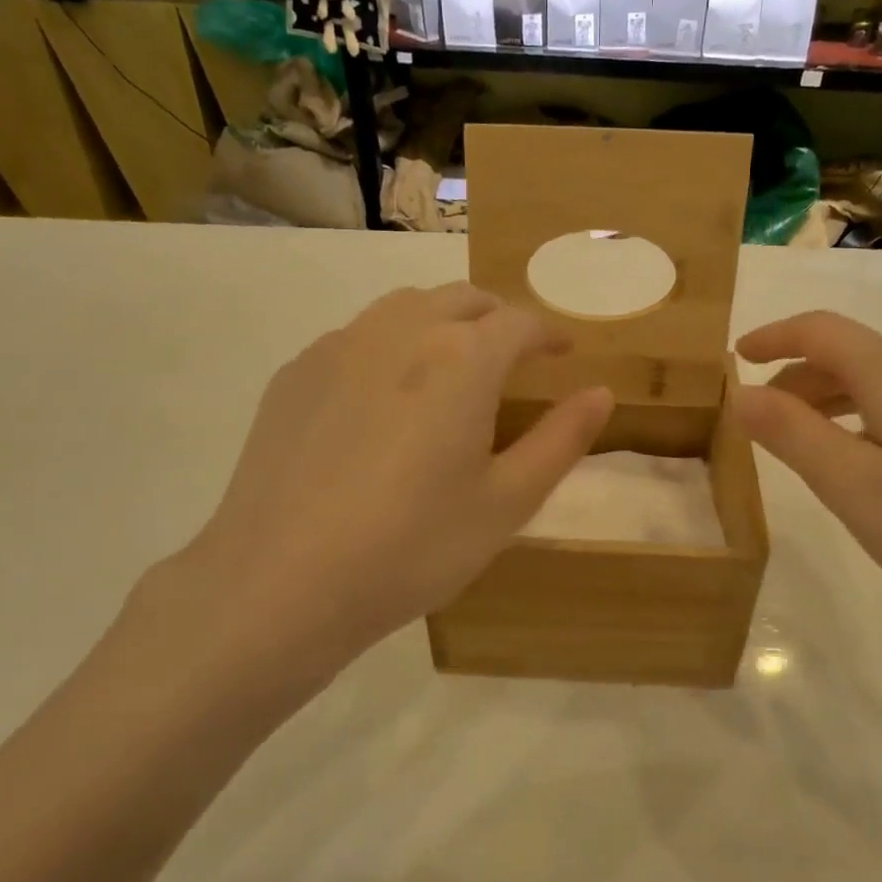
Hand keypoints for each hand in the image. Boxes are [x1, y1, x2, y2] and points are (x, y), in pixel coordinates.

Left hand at [159, 284, 613, 678]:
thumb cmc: (413, 546)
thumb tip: (600, 393)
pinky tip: (383, 397)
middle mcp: (400, 330)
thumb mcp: (507, 503)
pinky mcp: (295, 373)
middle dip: (498, 318)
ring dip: (442, 322)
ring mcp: (339, 346)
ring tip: (452, 366)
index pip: (519, 322)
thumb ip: (560, 440)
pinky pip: (356, 337)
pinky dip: (389, 346)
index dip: (549, 333)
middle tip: (514, 356)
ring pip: (404, 307)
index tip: (562, 351)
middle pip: (462, 299)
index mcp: (462, 358)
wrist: (282, 581)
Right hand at [732, 312, 881, 661]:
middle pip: (853, 353)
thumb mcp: (854, 487)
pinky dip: (873, 414)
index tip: (735, 358)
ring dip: (835, 398)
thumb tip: (740, 393)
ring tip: (807, 442)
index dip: (773, 337)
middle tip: (761, 419)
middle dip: (799, 377)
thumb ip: (791, 434)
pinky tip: (873, 459)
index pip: (821, 330)